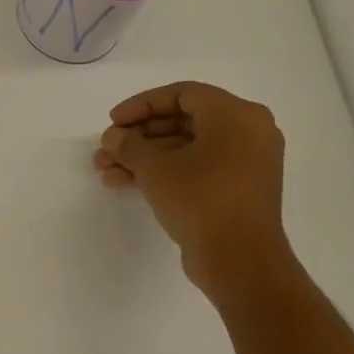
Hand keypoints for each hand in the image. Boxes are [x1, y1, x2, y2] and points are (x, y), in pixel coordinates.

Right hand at [95, 81, 289, 295]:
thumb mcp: (155, 168)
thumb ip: (129, 145)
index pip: (182, 94)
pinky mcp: (235, 190)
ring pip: (185, 149)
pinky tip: (126, 184)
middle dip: (138, 137)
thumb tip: (113, 137)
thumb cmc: (200, 199)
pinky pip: (195, 169)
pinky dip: (163, 173)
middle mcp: (247, 132)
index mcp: (236, 115)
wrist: (239, 259)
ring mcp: (244, 163)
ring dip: (143, 158)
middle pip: (182, 122)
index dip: (141, 105)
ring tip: (106, 172)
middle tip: (106, 150)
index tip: (112, 122)